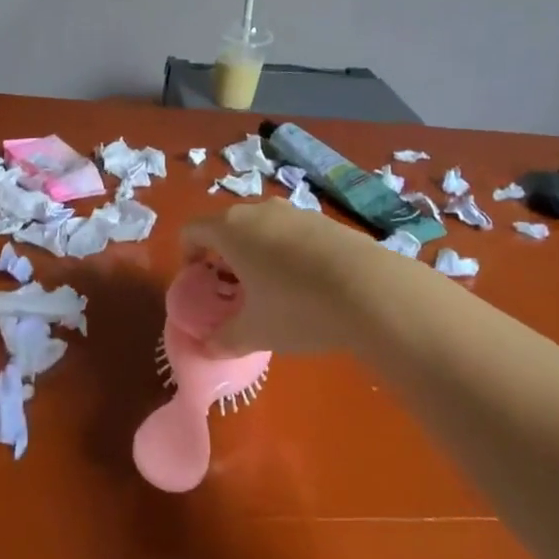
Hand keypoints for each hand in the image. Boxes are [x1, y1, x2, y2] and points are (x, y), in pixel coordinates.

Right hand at [181, 199, 389, 355]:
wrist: (370, 289)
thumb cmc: (296, 307)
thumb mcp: (256, 332)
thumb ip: (224, 339)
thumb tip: (207, 347)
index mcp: (230, 229)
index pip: (192, 230)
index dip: (188, 256)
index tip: (199, 283)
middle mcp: (257, 210)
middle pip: (227, 226)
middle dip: (223, 256)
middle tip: (233, 292)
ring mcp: (293, 211)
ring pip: (261, 227)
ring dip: (256, 252)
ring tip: (271, 290)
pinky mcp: (323, 219)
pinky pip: (291, 232)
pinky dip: (286, 251)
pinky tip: (306, 284)